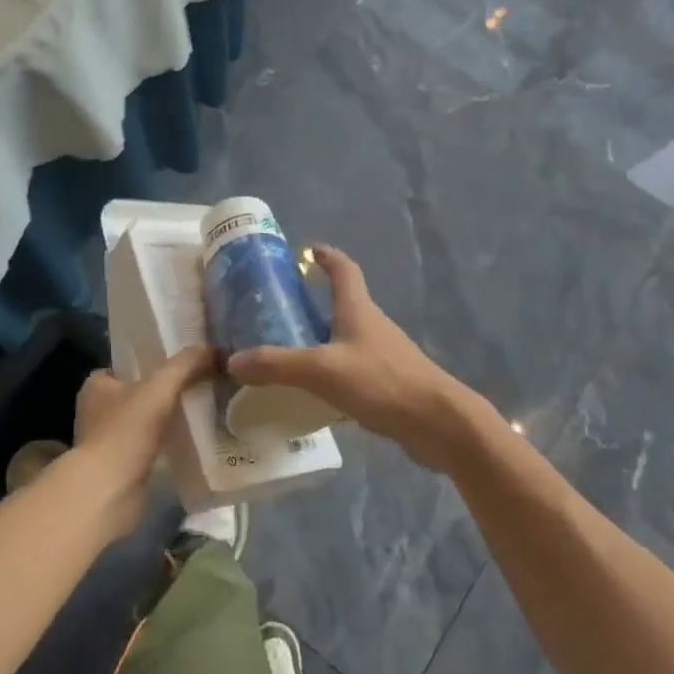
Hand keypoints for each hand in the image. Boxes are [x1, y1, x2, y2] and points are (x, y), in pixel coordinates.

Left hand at [71, 345, 212, 538]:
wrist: (108, 493)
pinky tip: (191, 441)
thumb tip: (215, 350)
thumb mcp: (160, 386)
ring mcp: (107, 443)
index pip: (124, 366)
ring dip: (166, 420)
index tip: (179, 364)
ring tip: (200, 411)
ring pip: (143, 422)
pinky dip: (166, 445)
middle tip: (197, 386)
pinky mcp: (120, 469)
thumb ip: (186, 364)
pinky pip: (148, 448)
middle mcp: (96, 412)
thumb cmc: (125, 430)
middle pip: (136, 394)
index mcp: (96, 387)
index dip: (150, 363)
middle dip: (162, 392)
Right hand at [229, 246, 474, 471]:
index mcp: (358, 309)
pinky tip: (317, 392)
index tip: (308, 250)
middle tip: (282, 308)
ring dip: (324, 337)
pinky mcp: (390, 383)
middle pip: (345, 302)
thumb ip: (278, 364)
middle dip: (317, 300)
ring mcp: (385, 354)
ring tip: (291, 350)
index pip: (344, 269)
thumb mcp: (322, 370)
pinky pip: (355, 367)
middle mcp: (372, 325)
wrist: (439, 423)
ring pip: (349, 337)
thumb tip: (234, 360)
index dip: (327, 256)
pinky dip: (334, 370)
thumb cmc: (382, 381)